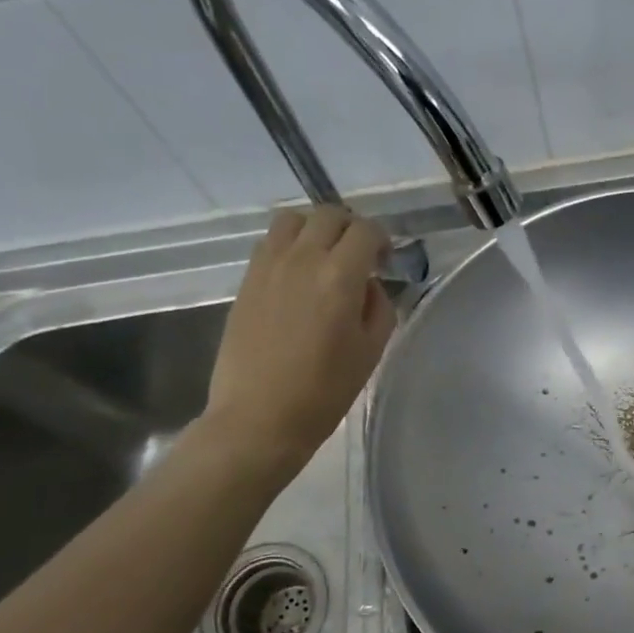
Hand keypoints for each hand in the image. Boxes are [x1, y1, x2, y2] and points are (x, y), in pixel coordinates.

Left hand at [203, 205, 395, 480]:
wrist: (260, 417)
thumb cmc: (325, 392)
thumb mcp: (371, 352)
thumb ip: (379, 308)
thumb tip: (368, 286)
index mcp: (340, 277)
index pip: (366, 231)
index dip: (382, 239)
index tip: (386, 260)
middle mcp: (302, 259)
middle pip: (329, 215)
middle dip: (351, 228)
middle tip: (360, 256)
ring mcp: (268, 266)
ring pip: (293, 219)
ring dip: (315, 229)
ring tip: (325, 257)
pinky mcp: (247, 281)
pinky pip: (270, 242)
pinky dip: (290, 245)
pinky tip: (298, 275)